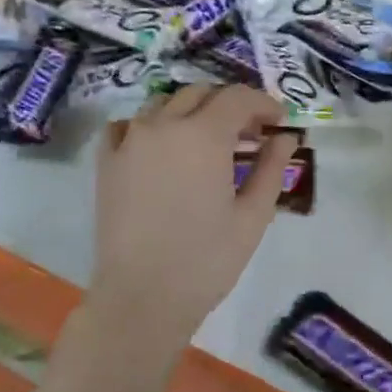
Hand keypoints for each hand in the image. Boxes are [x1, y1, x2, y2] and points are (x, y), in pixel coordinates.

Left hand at [89, 84, 295, 345]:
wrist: (142, 297)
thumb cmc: (207, 260)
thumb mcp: (253, 216)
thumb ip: (272, 168)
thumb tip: (284, 137)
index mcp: (204, 135)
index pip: (238, 98)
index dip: (264, 104)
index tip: (278, 123)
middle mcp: (163, 125)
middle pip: (201, 94)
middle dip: (230, 106)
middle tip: (249, 135)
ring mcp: (129, 140)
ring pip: (164, 103)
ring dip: (191, 111)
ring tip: (207, 140)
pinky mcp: (107, 162)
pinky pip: (126, 125)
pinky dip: (149, 125)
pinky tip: (160, 146)